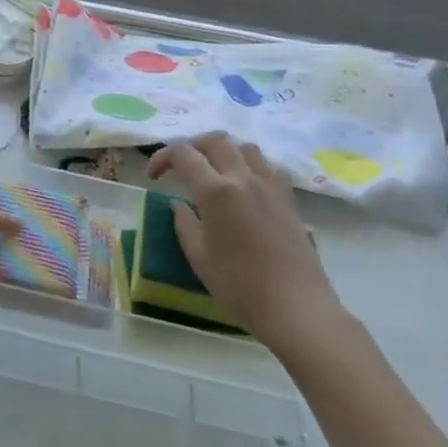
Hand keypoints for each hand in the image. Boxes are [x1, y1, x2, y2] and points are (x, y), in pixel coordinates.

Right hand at [146, 134, 344, 352]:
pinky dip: (250, 166)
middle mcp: (244, 178)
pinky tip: (245, 188)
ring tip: (213, 172)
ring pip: (245, 148)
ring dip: (224, 152)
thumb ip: (184, 223)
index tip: (153, 176)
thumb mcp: (198, 256)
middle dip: (192, 147)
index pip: (183, 154)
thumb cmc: (239, 284)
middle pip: (215, 140)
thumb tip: (178, 203)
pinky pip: (268, 166)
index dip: (162, 158)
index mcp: (216, 191)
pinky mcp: (289, 198)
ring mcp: (271, 186)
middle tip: (180, 167)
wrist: (295, 306)